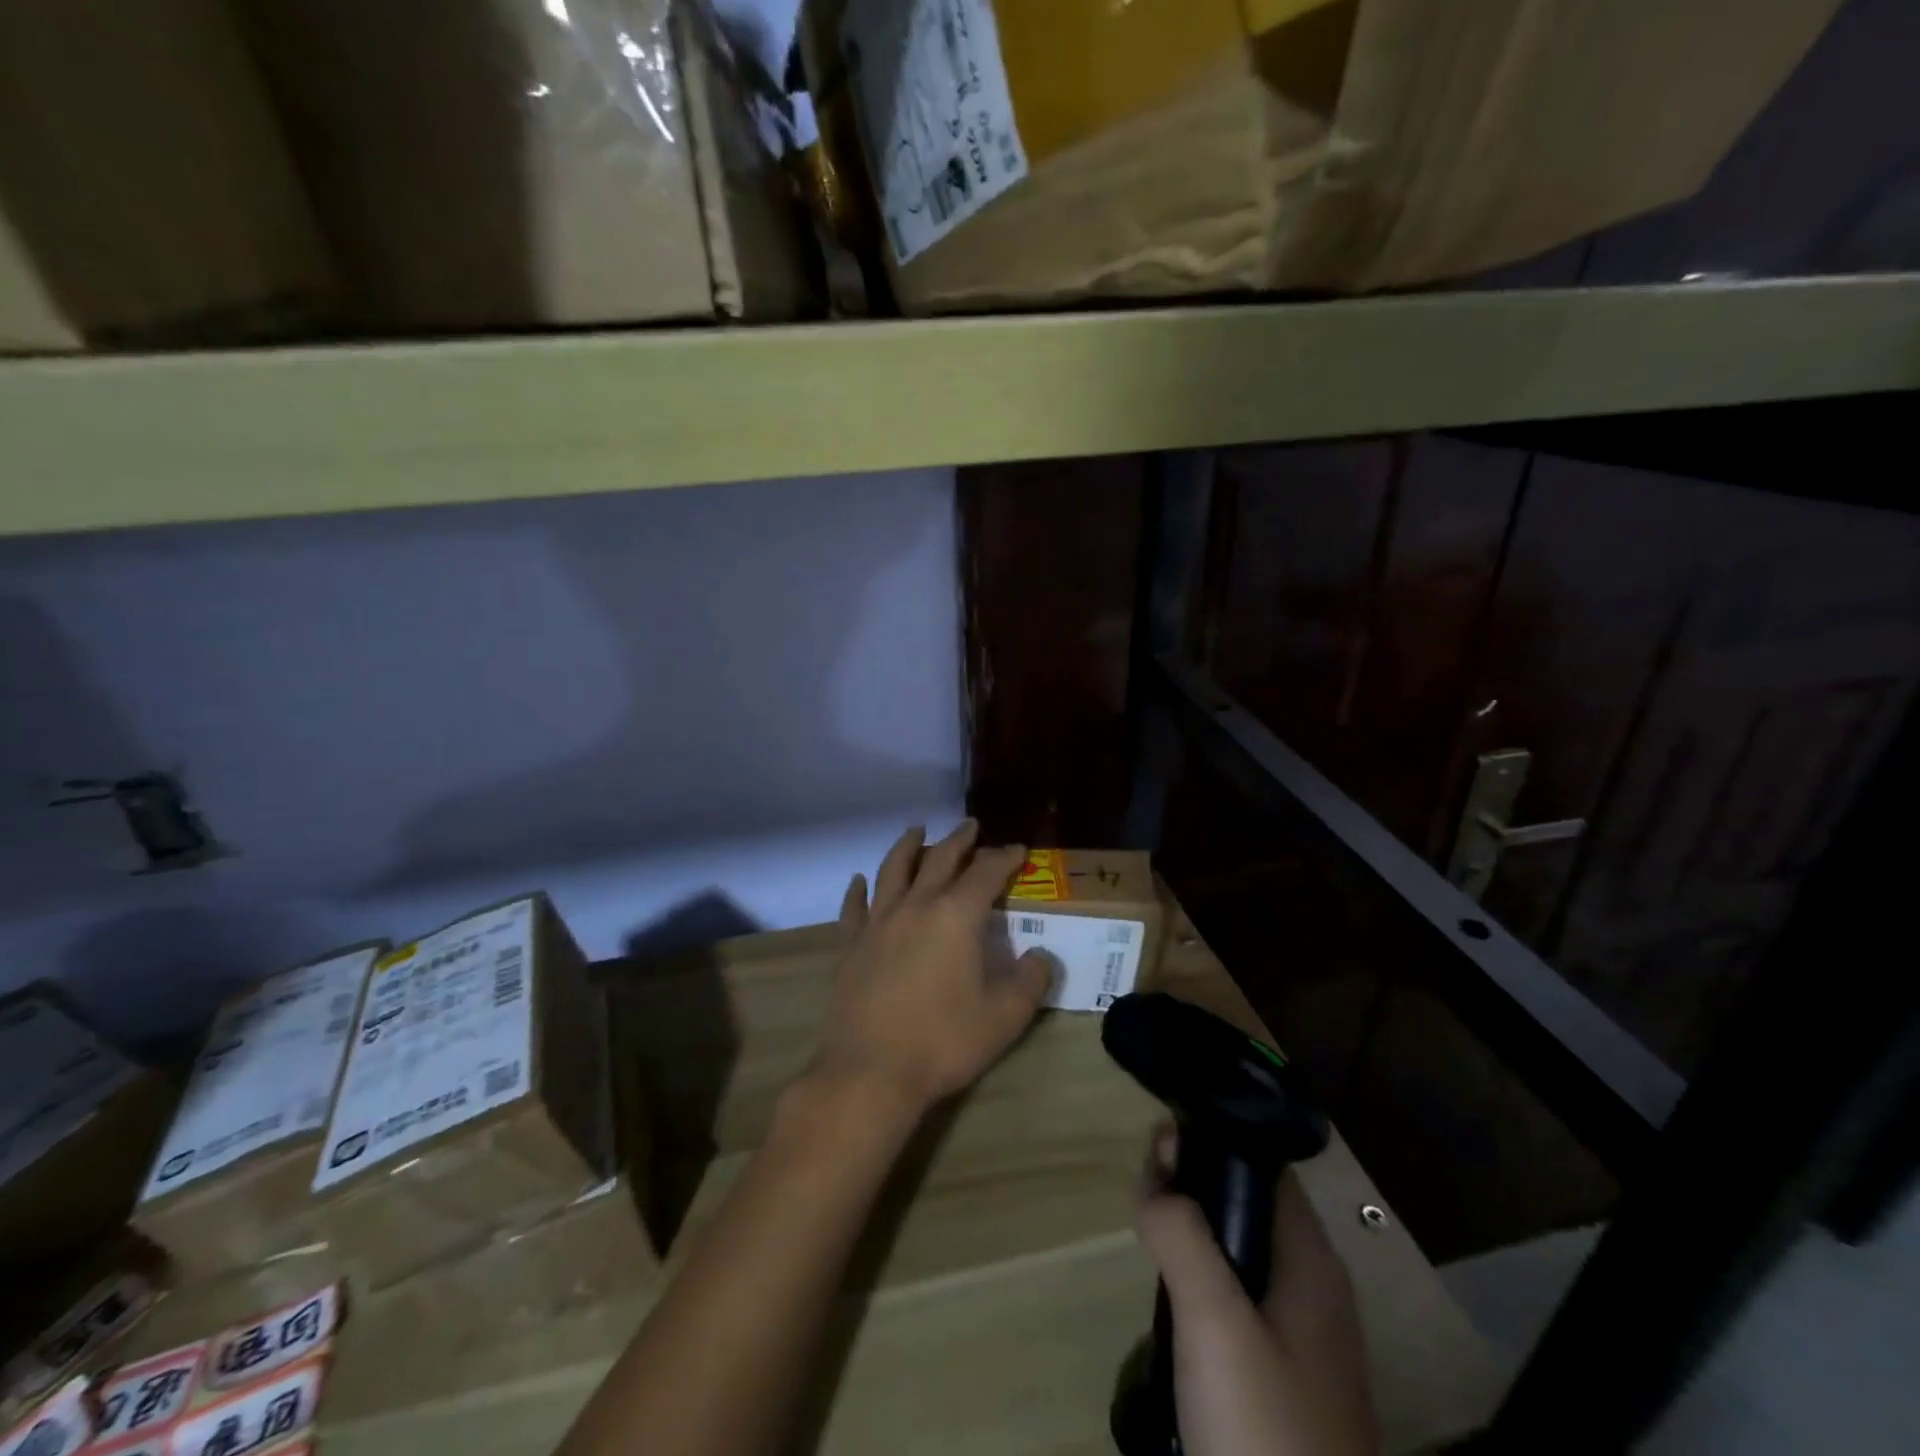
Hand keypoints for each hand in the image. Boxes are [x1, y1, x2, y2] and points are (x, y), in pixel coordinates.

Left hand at [814, 821, 1054, 1114]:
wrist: (871, 1071)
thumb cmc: (943, 1042)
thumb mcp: (1004, 1017)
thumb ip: (1030, 981)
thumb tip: (1041, 956)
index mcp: (956, 916)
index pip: (986, 874)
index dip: (1005, 858)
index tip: (1018, 850)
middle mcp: (916, 906)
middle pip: (939, 860)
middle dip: (960, 840)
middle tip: (971, 826)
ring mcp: (878, 922)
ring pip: (893, 870)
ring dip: (907, 847)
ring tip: (916, 831)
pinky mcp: (851, 944)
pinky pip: (854, 906)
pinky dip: (859, 889)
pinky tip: (859, 880)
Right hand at [1136, 1132, 1378, 1455]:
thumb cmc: (1263, 1428)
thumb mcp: (1213, 1319)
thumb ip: (1181, 1234)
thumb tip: (1156, 1172)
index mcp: (1312, 1262)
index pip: (1264, 1167)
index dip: (1212, 1141)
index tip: (1156, 1137)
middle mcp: (1314, 1290)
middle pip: (1250, 1208)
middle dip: (1194, 1187)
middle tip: (1141, 1187)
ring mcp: (1302, 1341)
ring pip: (1240, 1257)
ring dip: (1194, 1236)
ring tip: (1147, 1231)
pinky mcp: (1282, 1382)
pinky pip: (1238, 1302)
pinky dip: (1202, 1282)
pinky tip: (1171, 1299)